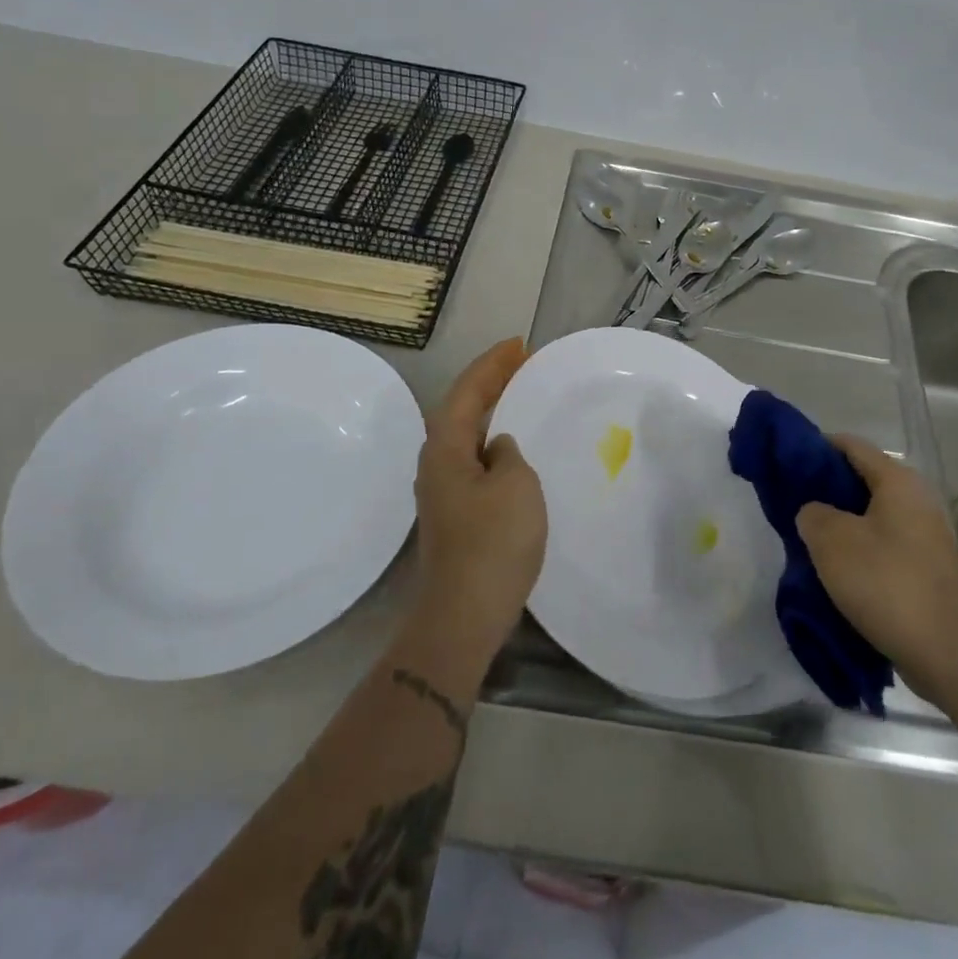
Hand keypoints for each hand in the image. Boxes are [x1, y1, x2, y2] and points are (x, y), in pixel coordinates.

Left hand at [408, 338, 545, 665]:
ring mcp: (442, 490)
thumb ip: (510, 453)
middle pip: (462, 408)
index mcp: (446, 448)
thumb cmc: (494, 542)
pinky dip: (492, 440)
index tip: (519, 345)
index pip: (468, 391)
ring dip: (490, 410)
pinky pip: (473, 458)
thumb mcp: (516, 485)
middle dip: (489, 382)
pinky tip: (511, 448)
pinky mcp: (454, 513)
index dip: (493, 364)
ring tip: (518, 394)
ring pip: (466, 434)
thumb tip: (499, 449)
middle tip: (521, 363)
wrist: (465, 613)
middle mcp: (436, 463)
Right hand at [796, 436, 957, 702]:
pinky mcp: (928, 567)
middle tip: (794, 504)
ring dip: (842, 523)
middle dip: (827, 489)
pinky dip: (861, 548)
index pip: (851, 445)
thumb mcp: (831, 541)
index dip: (816, 447)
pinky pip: (885, 544)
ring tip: (810, 539)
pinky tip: (838, 569)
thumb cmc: (886, 583)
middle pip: (863, 479)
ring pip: (873, 515)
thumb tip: (815, 512)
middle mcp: (917, 499)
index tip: (787, 462)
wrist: (949, 653)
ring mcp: (927, 535)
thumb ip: (812, 514)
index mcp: (898, 480)